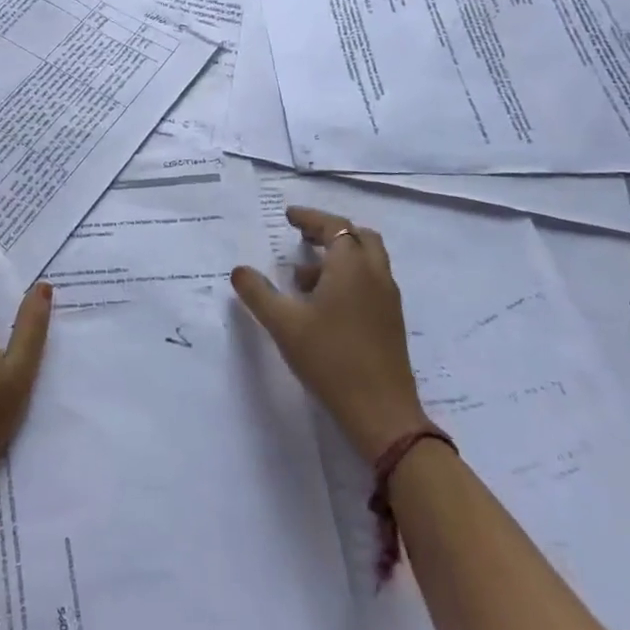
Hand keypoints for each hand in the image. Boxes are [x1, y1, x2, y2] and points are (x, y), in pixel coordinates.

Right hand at [231, 205, 426, 462]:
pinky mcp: (390, 322)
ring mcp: (388, 300)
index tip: (289, 216)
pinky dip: (348, 278)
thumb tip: (239, 270)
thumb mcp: (284, 324)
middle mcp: (375, 275)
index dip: (310, 218)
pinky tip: (322, 305)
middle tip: (302, 237)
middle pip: (358, 237)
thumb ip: (257, 293)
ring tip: (301, 277)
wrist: (382, 413)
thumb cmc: (330, 359)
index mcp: (352, 266)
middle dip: (329, 232)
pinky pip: (369, 283)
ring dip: (338, 258)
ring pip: (366, 262)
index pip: (334, 226)